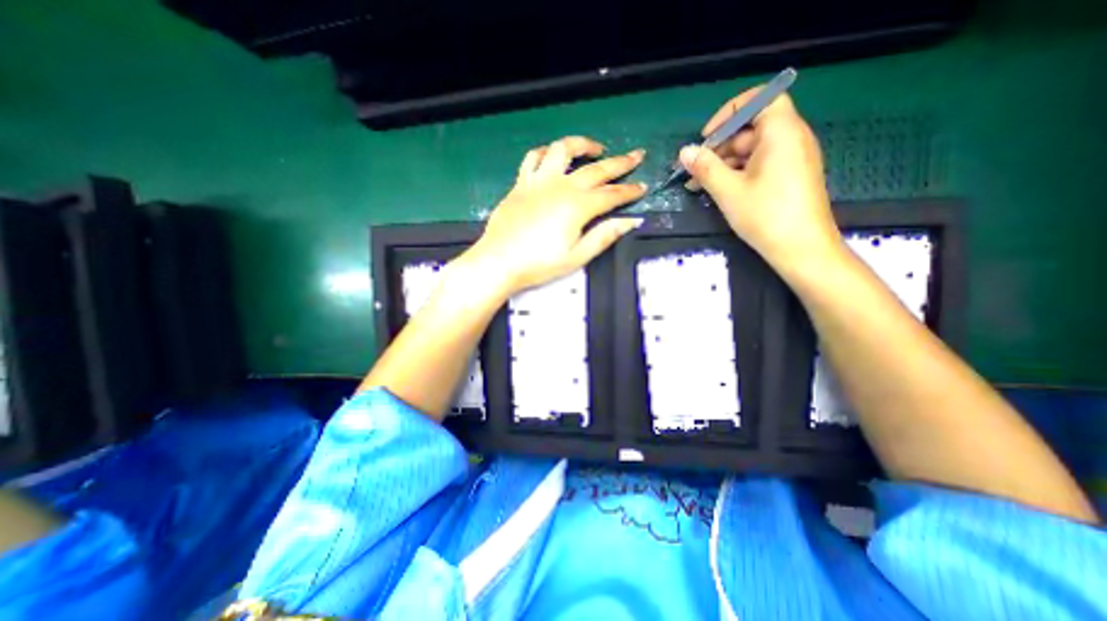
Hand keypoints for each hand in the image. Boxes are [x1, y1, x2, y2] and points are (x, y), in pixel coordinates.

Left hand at [460, 133, 649, 297]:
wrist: (499, 261)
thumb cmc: (539, 263)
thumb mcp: (577, 256)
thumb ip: (604, 236)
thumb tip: (631, 221)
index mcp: (577, 206)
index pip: (612, 194)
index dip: (629, 191)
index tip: (642, 187)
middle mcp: (561, 186)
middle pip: (596, 169)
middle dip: (620, 162)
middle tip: (636, 155)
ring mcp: (539, 181)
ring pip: (563, 150)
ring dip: (582, 145)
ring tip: (595, 149)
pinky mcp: (521, 183)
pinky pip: (533, 158)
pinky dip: (546, 152)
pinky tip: (553, 155)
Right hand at [679, 87, 844, 273]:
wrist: (801, 248)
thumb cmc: (765, 215)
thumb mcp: (728, 190)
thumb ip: (705, 167)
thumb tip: (684, 151)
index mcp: (781, 132)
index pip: (760, 99)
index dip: (730, 112)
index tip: (707, 136)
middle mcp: (791, 138)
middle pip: (751, 128)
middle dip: (720, 146)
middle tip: (695, 169)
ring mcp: (792, 158)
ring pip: (752, 150)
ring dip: (724, 163)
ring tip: (698, 184)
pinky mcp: (790, 176)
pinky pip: (760, 164)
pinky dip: (738, 172)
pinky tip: (718, 190)